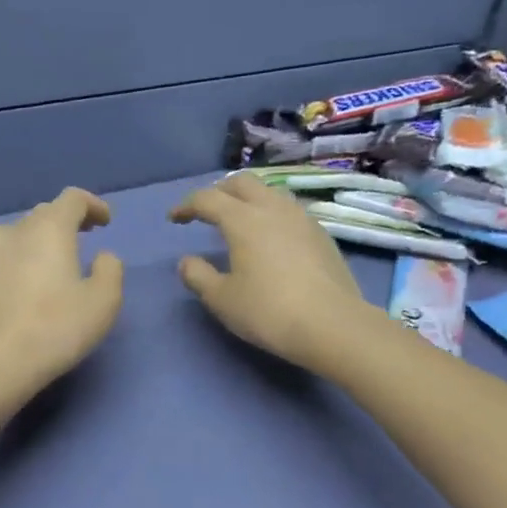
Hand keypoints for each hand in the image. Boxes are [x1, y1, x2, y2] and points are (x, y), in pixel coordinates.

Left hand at [0, 187, 124, 398]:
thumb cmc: (57, 328)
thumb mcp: (104, 301)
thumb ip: (110, 269)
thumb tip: (101, 257)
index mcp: (49, 229)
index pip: (73, 199)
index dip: (93, 205)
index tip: (105, 222)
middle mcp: (13, 231)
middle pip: (44, 215)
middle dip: (66, 224)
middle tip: (83, 242)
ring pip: (18, 238)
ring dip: (38, 245)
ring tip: (50, 270)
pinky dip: (16, 266)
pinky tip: (22, 292)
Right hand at [171, 172, 375, 369]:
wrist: (332, 325)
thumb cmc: (268, 311)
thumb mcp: (222, 299)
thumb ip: (198, 276)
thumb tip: (187, 261)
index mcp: (243, 219)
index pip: (207, 198)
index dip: (186, 205)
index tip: (174, 218)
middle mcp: (273, 208)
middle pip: (242, 182)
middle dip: (219, 191)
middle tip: (207, 211)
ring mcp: (302, 218)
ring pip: (270, 192)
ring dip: (249, 199)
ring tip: (240, 220)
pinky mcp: (322, 234)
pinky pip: (289, 211)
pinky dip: (272, 214)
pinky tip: (272, 238)